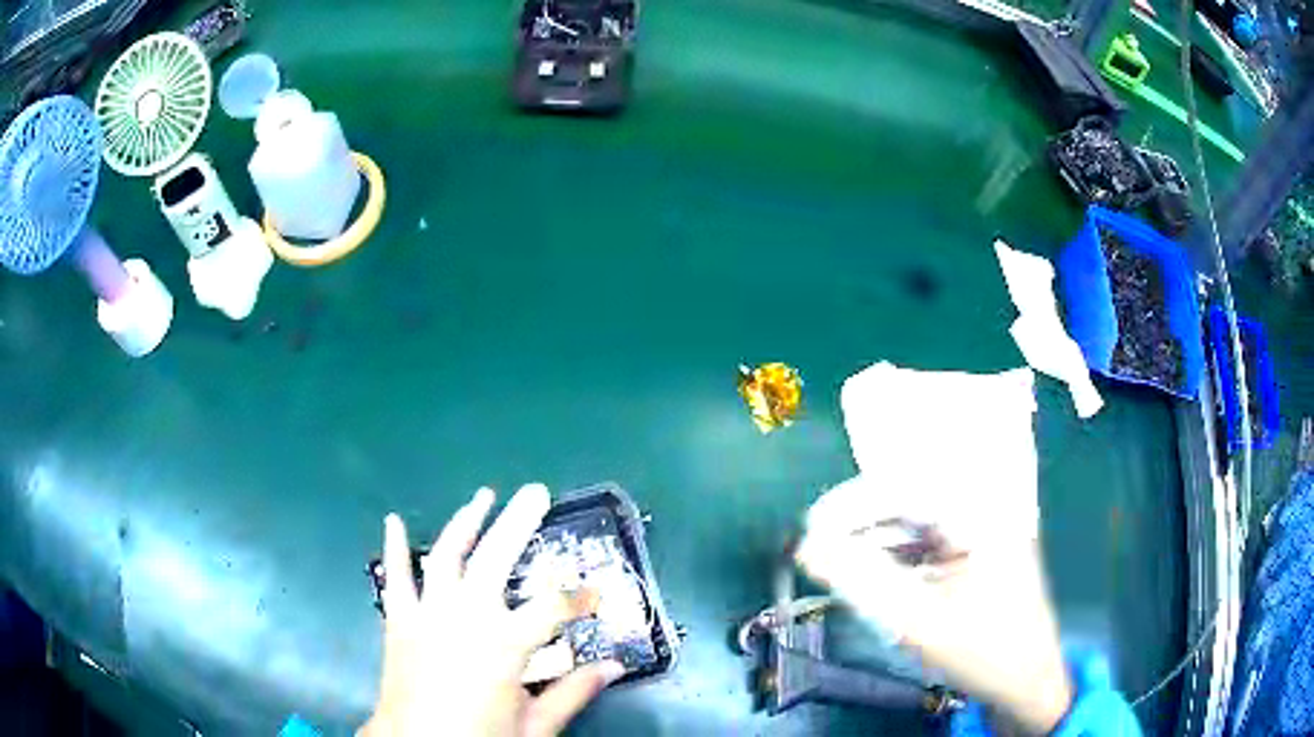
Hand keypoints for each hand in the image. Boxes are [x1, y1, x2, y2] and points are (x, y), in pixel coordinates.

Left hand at [360, 484, 623, 736]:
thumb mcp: (534, 725)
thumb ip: (574, 693)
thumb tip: (614, 668)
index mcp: (504, 644)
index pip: (554, 608)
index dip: (580, 598)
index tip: (596, 595)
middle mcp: (465, 616)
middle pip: (496, 558)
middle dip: (519, 522)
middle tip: (537, 491)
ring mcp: (427, 613)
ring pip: (447, 555)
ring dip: (466, 522)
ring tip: (484, 496)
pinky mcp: (399, 619)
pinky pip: (396, 576)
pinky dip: (396, 547)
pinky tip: (395, 521)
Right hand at [796, 477, 1072, 735]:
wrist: (1026, 681)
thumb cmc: (982, 653)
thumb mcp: (919, 622)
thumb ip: (862, 581)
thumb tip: (807, 547)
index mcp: (981, 513)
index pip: (906, 489)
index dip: (851, 505)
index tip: (810, 529)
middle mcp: (983, 507)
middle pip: (908, 500)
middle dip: (858, 525)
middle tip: (817, 550)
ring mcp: (980, 528)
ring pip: (913, 521)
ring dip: (874, 541)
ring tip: (838, 566)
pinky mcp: (974, 549)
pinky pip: (925, 541)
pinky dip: (895, 556)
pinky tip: (872, 576)